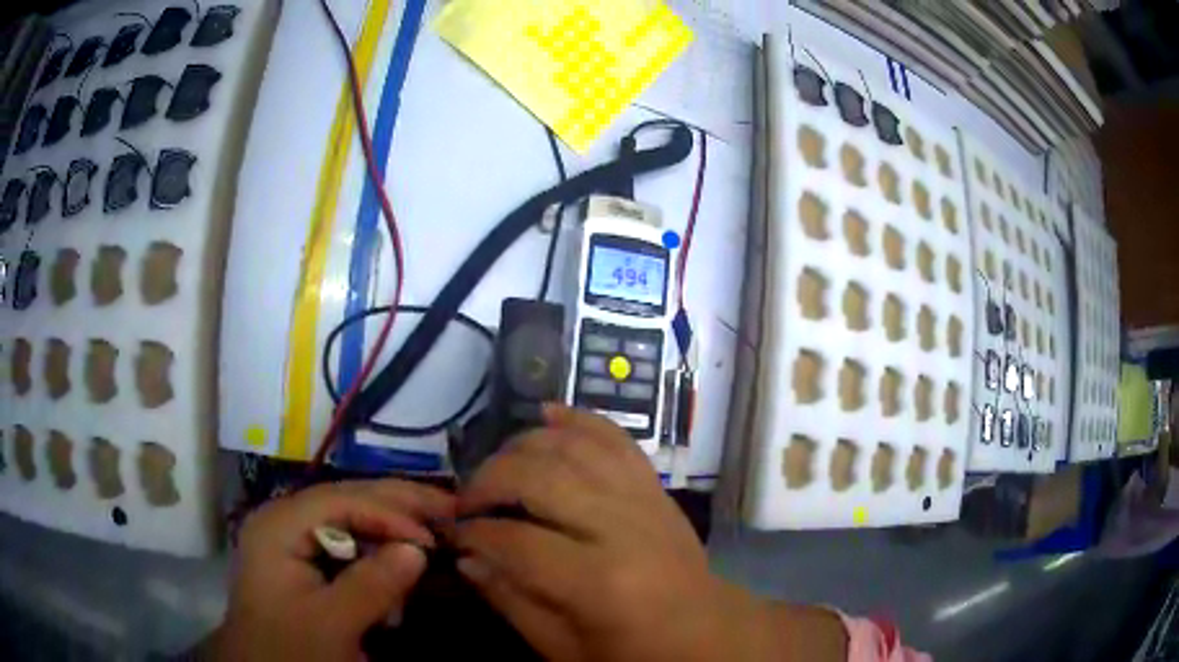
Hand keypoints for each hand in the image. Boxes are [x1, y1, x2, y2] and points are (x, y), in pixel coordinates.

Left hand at [215, 480, 454, 660]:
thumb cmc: (290, 649)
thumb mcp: (332, 624)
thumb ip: (372, 585)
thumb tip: (417, 549)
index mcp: (279, 525)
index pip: (340, 500)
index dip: (390, 512)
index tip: (433, 537)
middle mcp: (284, 519)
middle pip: (346, 498)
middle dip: (398, 503)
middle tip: (450, 506)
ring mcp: (293, 537)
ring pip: (350, 516)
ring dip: (392, 522)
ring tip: (435, 522)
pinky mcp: (304, 558)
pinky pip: (347, 541)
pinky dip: (378, 545)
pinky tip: (403, 550)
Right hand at [451, 405, 802, 660]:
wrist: (706, 632)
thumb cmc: (633, 652)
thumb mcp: (564, 649)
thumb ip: (511, 602)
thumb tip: (467, 556)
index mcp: (598, 582)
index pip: (516, 541)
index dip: (473, 533)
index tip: (453, 533)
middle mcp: (621, 527)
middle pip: (539, 478)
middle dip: (488, 481)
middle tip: (467, 501)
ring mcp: (643, 498)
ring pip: (573, 446)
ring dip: (523, 446)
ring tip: (498, 468)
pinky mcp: (654, 486)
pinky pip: (615, 438)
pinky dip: (578, 419)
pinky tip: (546, 415)